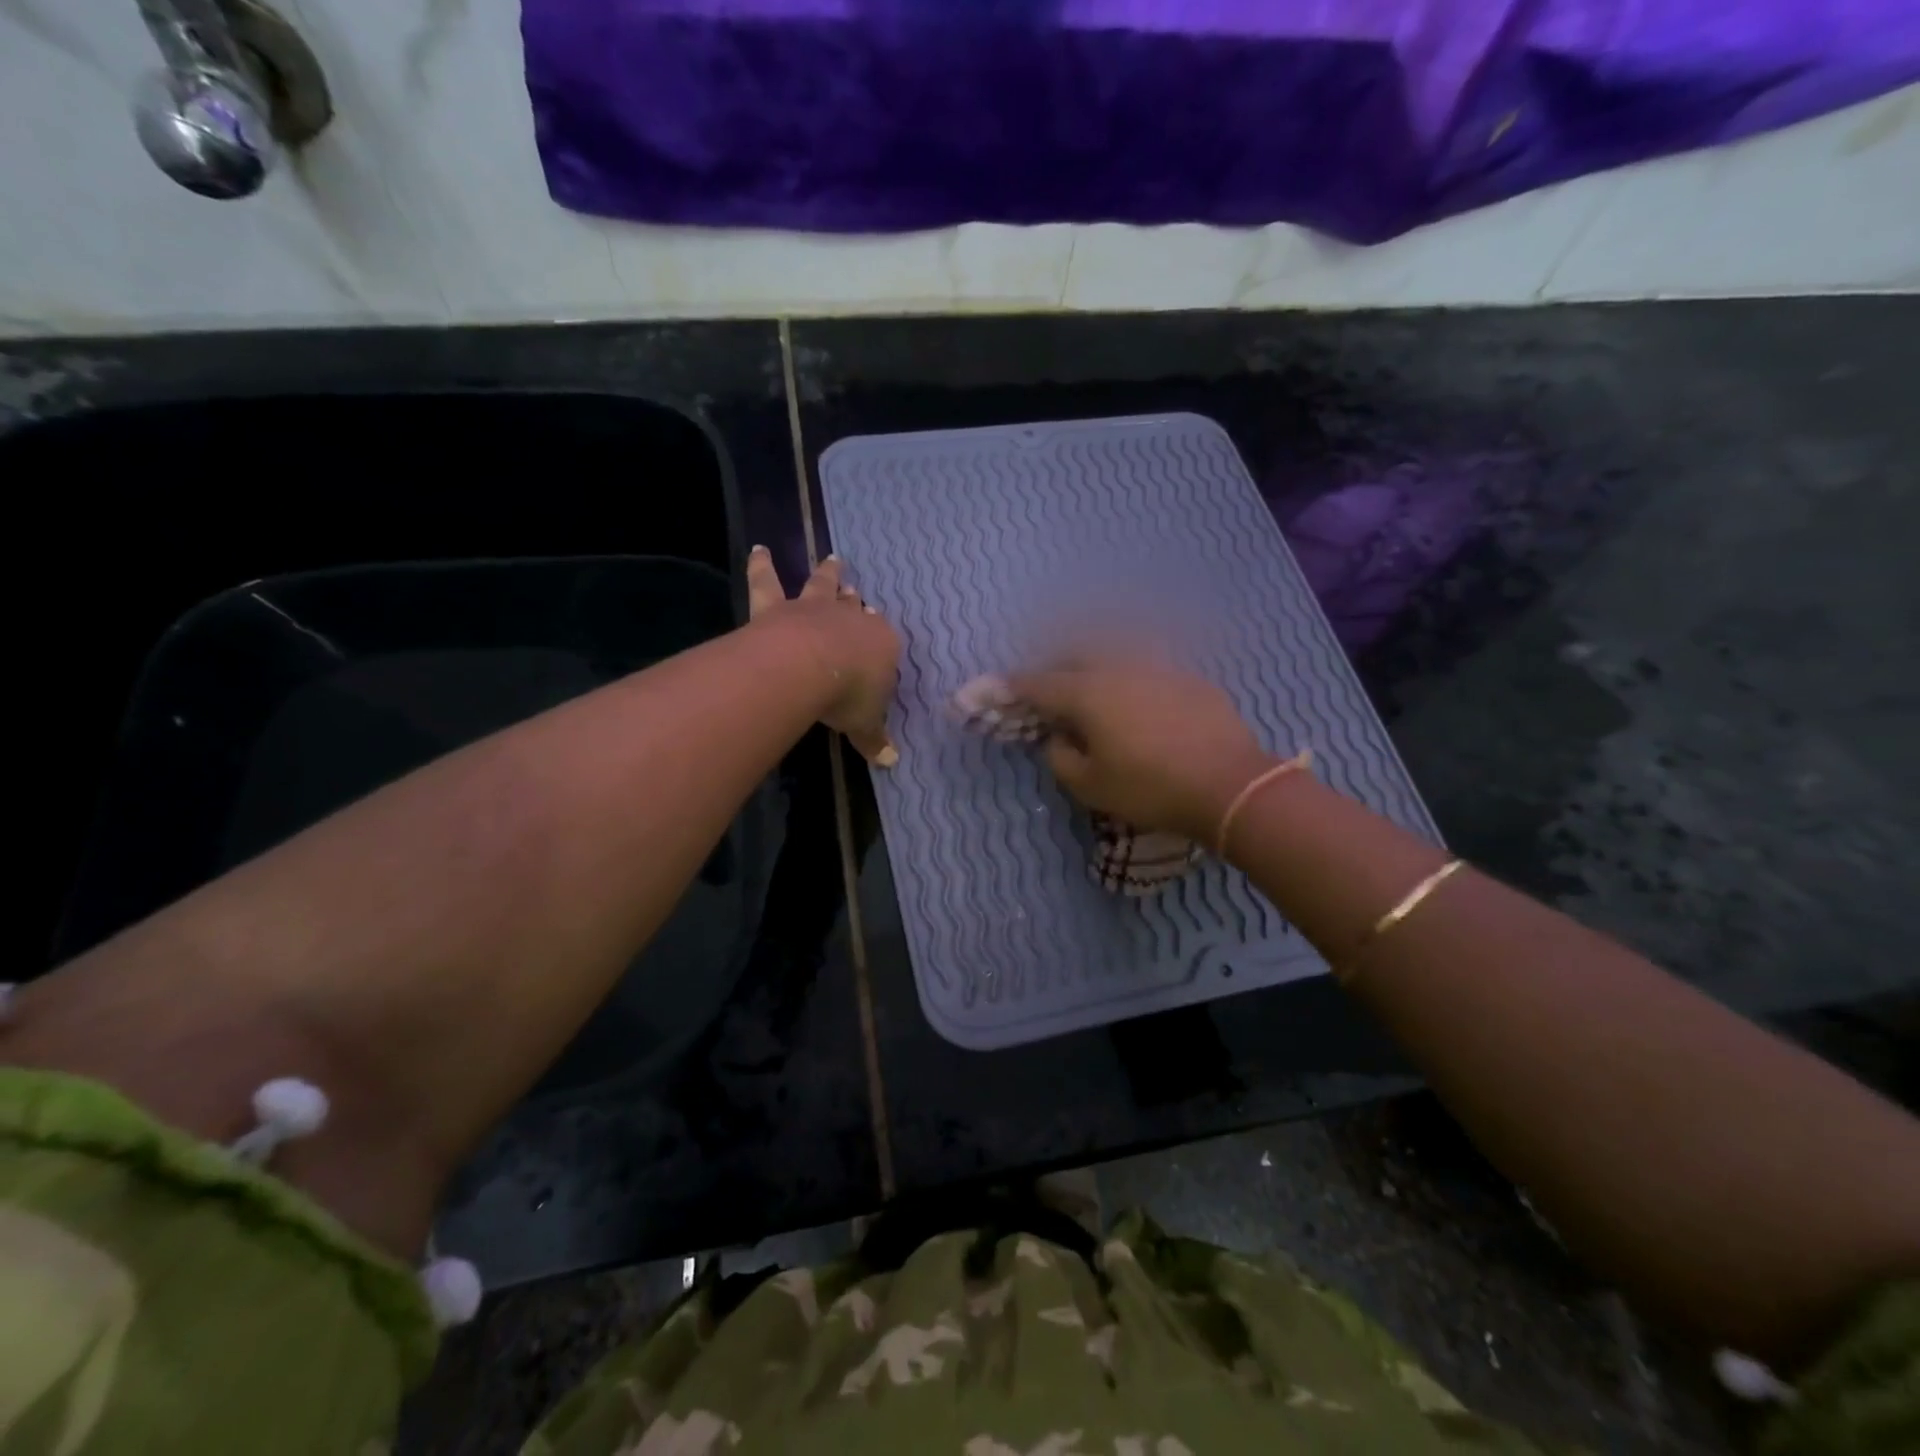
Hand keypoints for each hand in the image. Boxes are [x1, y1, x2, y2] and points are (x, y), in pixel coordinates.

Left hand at [747, 547, 900, 765]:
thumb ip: (875, 738)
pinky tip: (758, 549)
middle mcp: (850, 619)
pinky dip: (762, 565)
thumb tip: (890, 761)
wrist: (811, 667)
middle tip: (854, 588)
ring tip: (832, 558)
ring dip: (827, 573)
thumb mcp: (867, 724)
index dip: (879, 637)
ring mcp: (813, 609)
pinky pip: (768, 582)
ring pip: (822, 585)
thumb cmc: (850, 696)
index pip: (882, 640)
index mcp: (880, 645)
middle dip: (855, 599)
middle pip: (854, 605)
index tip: (876, 631)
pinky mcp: (777, 608)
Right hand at [1009, 660, 1276, 839]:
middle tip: (1048, 692)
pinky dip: (1128, 675)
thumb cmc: (1150, 788)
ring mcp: (1156, 665)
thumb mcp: (1090, 786)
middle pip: (1074, 654)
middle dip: (1054, 667)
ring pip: (1113, 652)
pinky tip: (1137, 696)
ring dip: (1092, 665)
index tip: (998, 689)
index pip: (1038, 683)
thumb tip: (1058, 738)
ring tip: (1091, 688)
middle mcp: (1117, 666)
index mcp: (1087, 691)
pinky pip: (1145, 665)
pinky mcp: (1187, 675)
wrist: (1229, 783)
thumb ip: (1061, 757)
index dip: (1014, 687)